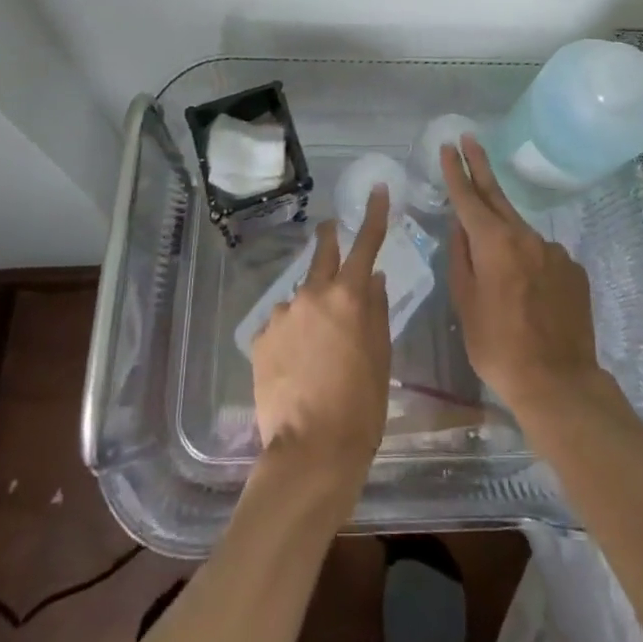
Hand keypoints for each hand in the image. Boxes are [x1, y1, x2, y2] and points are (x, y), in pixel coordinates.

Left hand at [250, 186, 392, 479]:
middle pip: (323, 253)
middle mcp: (313, 293)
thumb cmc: (360, 407)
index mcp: (350, 296)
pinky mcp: (262, 337)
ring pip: (301, 298)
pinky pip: (282, 324)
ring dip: (310, 307)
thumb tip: (374, 279)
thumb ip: (376, 311)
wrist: (310, 452)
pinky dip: (291, 334)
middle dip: (329, 239)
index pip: (366, 243)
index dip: (374, 214)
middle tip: (330, 231)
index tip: (377, 189)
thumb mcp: (380, 358)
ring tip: (316, 348)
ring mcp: (283, 313)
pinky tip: (295, 366)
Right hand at [441, 135, 606, 417]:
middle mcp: (525, 236)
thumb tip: (460, 227)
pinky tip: (527, 292)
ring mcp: (553, 251)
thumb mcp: (465, 302)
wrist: (559, 382)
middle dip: (480, 166)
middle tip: (469, 139)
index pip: (468, 197)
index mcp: (493, 242)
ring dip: (504, 231)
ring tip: (496, 262)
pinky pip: (542, 256)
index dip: (456, 170)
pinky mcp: (572, 269)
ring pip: (520, 232)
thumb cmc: (498, 346)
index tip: (448, 145)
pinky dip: (529, 261)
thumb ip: (460, 257)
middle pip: (497, 196)